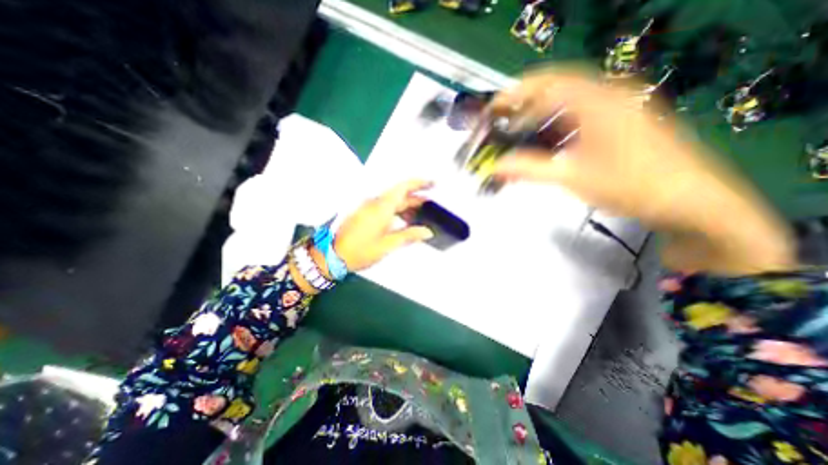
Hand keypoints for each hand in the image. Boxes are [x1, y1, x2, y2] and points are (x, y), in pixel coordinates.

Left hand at [332, 180, 433, 269]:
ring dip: (406, 205)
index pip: (403, 187)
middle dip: (416, 197)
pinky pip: (384, 207)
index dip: (419, 183)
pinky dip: (396, 211)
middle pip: (399, 194)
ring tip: (420, 214)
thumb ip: (409, 235)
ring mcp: (368, 208)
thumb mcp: (388, 245)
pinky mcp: (364, 214)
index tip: (432, 184)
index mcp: (381, 207)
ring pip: (392, 201)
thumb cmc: (360, 251)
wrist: (332, 255)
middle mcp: (375, 203)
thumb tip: (427, 232)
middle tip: (431, 204)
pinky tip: (403, 220)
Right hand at [490, 69, 710, 224]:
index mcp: (597, 101)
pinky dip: (557, 123)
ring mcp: (618, 104)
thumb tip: (496, 168)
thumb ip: (530, 170)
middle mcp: (608, 93)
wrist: (689, 200)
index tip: (492, 110)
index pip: (545, 85)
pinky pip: (580, 112)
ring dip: (540, 113)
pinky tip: (547, 140)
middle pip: (555, 87)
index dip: (514, 95)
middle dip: (524, 102)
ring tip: (519, 131)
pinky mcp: (621, 119)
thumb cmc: (631, 186)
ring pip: (568, 99)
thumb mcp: (573, 178)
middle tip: (501, 120)